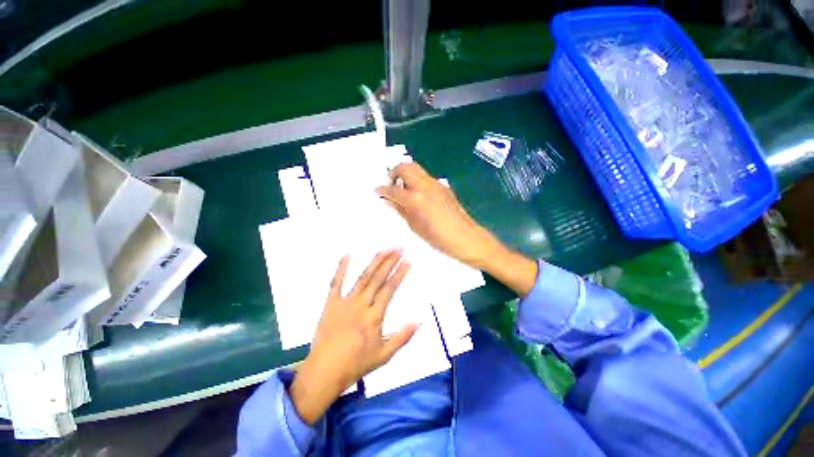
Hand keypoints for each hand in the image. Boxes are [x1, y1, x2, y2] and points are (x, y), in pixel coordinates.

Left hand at [288, 250, 416, 424]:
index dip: (399, 273)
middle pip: (378, 279)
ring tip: (384, 249)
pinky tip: (347, 254)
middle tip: (399, 247)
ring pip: (363, 278)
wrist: (324, 371)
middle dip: (390, 261)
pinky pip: (335, 283)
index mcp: (374, 317)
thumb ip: (402, 337)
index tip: (407, 260)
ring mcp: (345, 302)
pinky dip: (341, 268)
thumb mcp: (384, 356)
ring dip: (374, 262)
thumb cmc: (356, 364)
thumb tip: (419, 321)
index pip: (390, 289)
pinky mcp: (330, 303)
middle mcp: (361, 305)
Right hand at [375, 162, 500, 268]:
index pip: (393, 189)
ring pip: (416, 168)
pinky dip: (417, 180)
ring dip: (406, 174)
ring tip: (404, 189)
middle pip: (405, 166)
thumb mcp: (415, 226)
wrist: (465, 237)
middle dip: (394, 172)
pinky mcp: (443, 186)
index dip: (382, 190)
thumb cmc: (438, 238)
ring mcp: (436, 184)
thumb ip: (401, 210)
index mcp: (415, 199)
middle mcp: (425, 186)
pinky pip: (426, 177)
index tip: (377, 191)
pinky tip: (418, 195)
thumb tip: (389, 200)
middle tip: (392, 185)